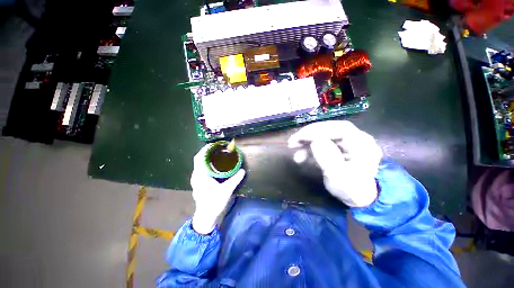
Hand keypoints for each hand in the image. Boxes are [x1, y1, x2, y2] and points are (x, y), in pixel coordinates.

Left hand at [190, 145, 245, 234]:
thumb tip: (242, 171)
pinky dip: (206, 167)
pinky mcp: (197, 185)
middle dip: (207, 153)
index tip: (214, 144)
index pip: (199, 156)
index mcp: (200, 174)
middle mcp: (195, 175)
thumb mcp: (226, 190)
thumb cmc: (214, 202)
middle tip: (218, 150)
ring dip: (206, 160)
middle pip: (199, 160)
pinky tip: (214, 169)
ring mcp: (195, 181)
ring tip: (217, 157)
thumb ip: (234, 180)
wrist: (206, 215)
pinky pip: (200, 171)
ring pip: (199, 166)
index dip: (205, 149)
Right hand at [288, 121, 381, 206]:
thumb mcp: (340, 178)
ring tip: (295, 151)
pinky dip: (314, 148)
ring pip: (328, 136)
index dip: (319, 130)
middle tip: (293, 142)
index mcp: (363, 144)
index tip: (300, 137)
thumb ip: (329, 158)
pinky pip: (328, 144)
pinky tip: (303, 156)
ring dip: (310, 142)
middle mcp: (358, 139)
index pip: (340, 129)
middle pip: (333, 130)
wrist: (360, 200)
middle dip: (312, 134)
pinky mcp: (343, 149)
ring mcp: (351, 143)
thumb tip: (316, 141)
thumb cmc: (352, 191)